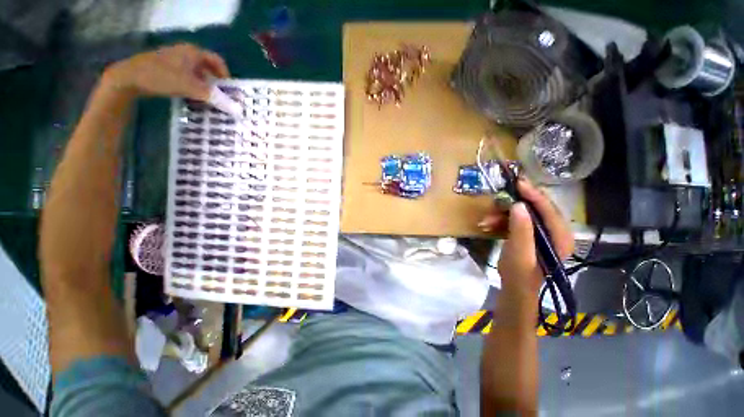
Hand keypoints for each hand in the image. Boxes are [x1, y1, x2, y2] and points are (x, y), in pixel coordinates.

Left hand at [102, 43, 229, 100]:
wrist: (129, 77)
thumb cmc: (162, 77)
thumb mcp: (191, 88)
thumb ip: (214, 97)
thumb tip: (235, 109)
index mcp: (193, 52)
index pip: (217, 61)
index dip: (226, 75)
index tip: (229, 90)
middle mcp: (186, 53)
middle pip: (208, 68)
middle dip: (216, 84)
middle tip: (220, 97)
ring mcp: (175, 60)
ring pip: (197, 74)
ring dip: (204, 87)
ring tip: (208, 101)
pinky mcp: (167, 69)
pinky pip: (187, 77)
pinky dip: (193, 87)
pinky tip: (193, 98)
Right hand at [480, 180, 573, 294]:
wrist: (515, 288)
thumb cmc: (519, 274)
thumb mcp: (520, 252)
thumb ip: (521, 229)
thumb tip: (518, 204)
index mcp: (560, 236)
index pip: (549, 209)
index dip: (533, 194)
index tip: (518, 182)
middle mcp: (554, 231)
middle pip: (535, 208)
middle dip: (512, 205)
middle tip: (496, 202)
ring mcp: (541, 232)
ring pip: (521, 214)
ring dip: (502, 215)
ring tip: (485, 221)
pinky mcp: (529, 234)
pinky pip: (515, 220)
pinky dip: (500, 221)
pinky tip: (487, 225)